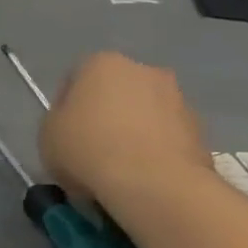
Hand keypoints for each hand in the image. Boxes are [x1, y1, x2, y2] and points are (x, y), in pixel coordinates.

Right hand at [39, 52, 211, 206]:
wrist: (153, 183)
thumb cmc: (88, 149)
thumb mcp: (47, 133)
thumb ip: (59, 119)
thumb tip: (75, 122)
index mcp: (102, 63)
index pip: (75, 78)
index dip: (65, 107)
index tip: (62, 133)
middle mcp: (145, 70)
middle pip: (115, 92)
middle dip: (104, 114)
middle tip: (89, 148)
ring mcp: (178, 99)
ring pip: (143, 114)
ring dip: (131, 132)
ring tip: (117, 168)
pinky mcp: (200, 130)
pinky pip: (165, 137)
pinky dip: (154, 150)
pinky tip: (141, 177)